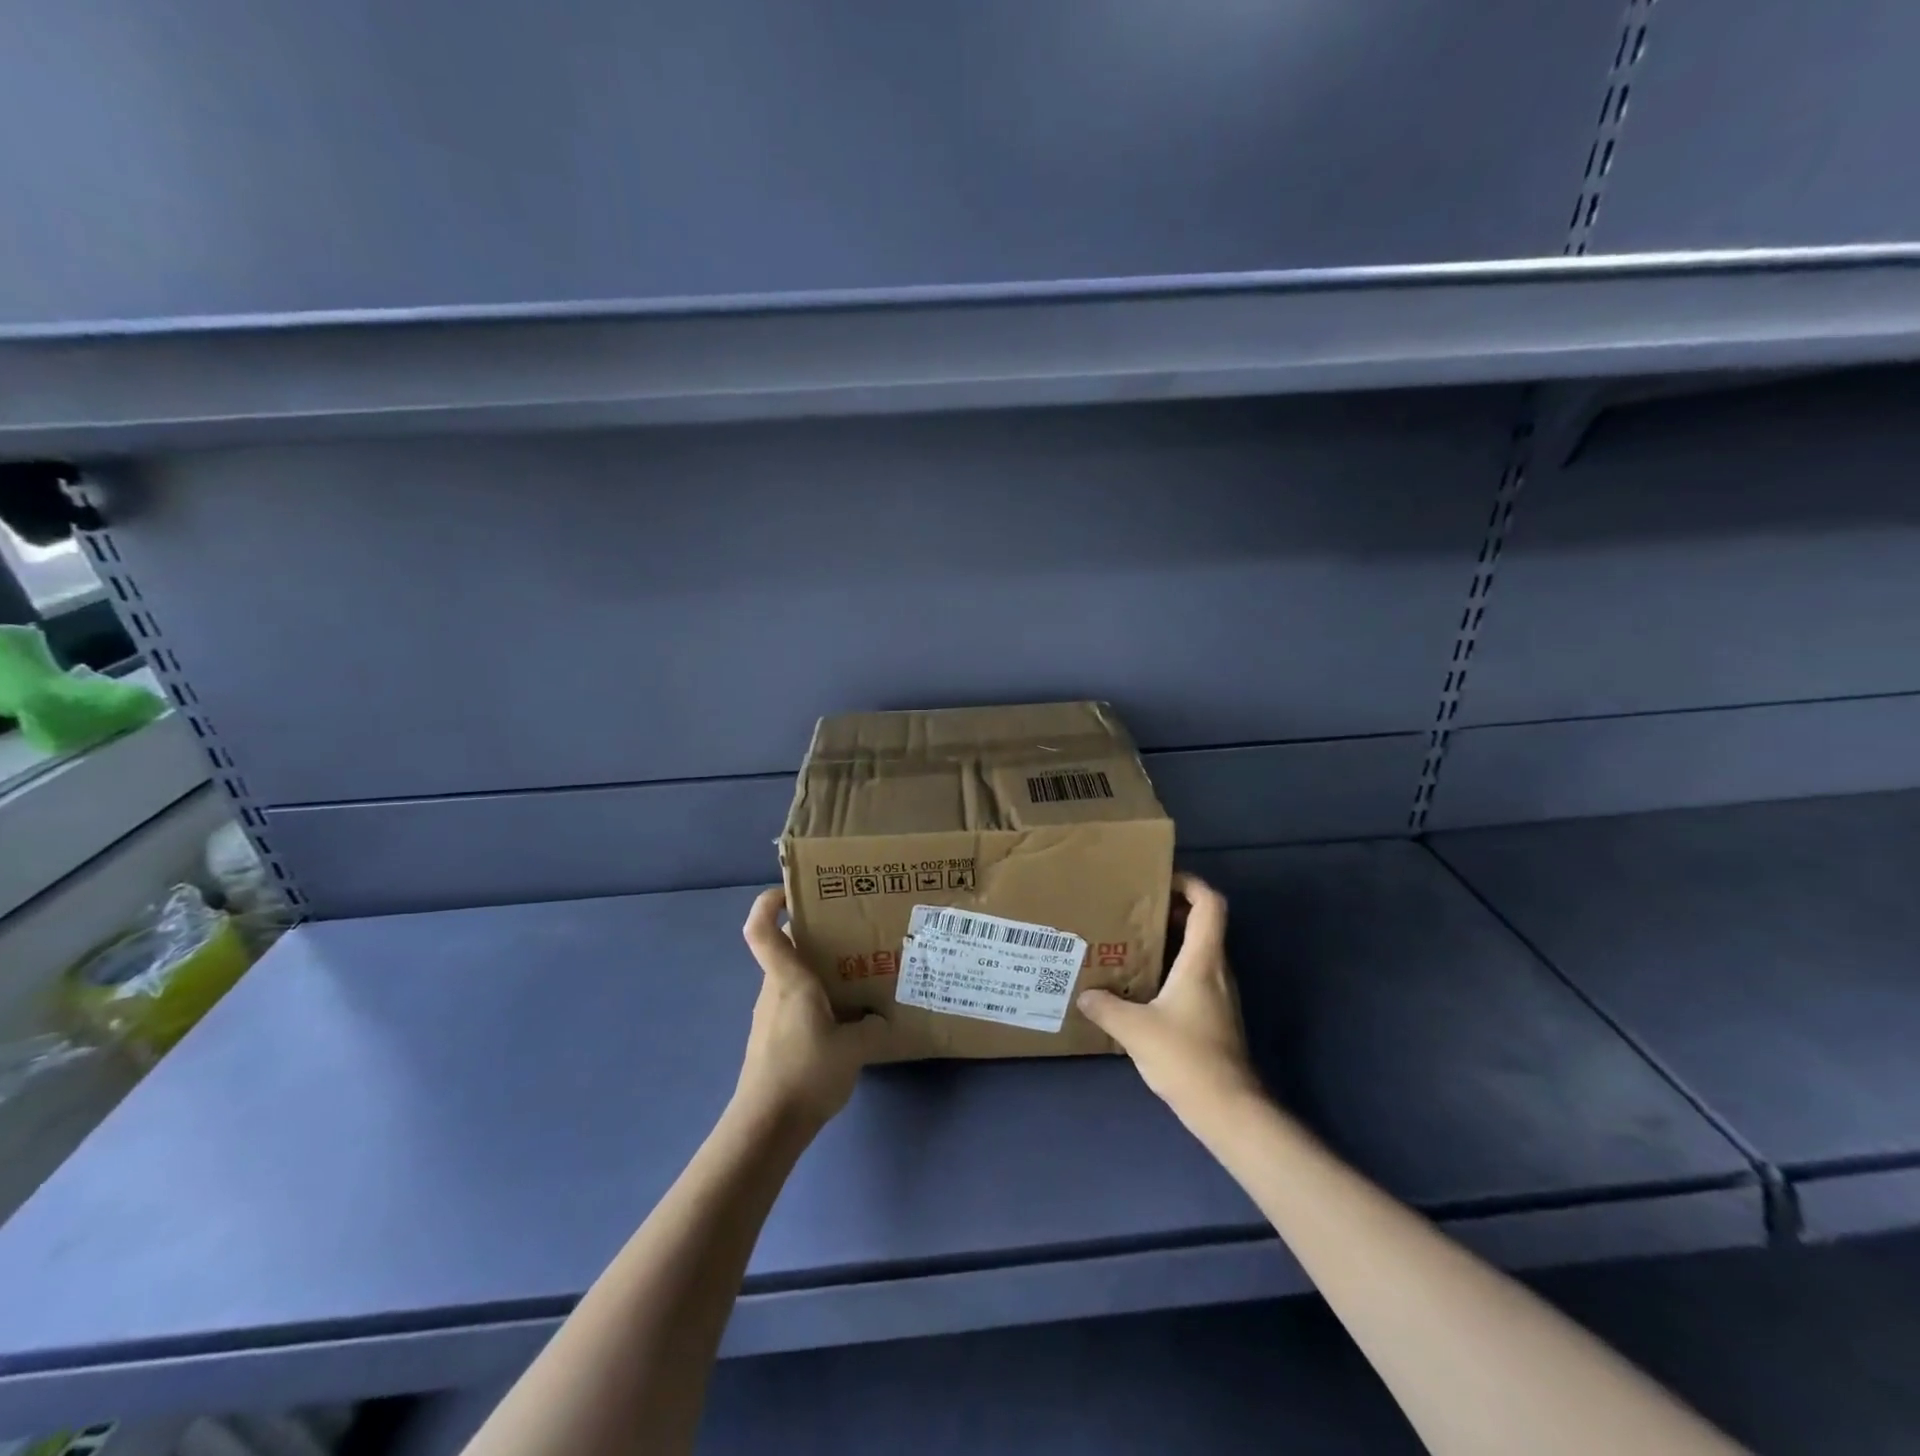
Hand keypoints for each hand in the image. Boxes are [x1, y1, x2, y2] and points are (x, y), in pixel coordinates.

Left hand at [735, 888, 889, 1129]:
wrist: (766, 1127)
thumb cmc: (805, 1074)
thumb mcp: (854, 1049)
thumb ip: (873, 1027)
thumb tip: (882, 1019)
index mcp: (789, 981)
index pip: (760, 930)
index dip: (767, 903)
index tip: (791, 892)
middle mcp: (775, 990)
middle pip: (788, 949)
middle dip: (818, 936)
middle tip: (855, 934)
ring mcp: (770, 1015)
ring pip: (794, 978)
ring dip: (821, 971)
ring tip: (860, 976)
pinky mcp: (773, 1038)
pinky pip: (796, 1003)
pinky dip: (818, 1000)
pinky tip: (846, 1019)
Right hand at [1077, 872, 1261, 1116]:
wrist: (1229, 1109)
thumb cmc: (1186, 1057)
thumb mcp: (1136, 1030)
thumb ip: (1106, 1007)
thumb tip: (1084, 994)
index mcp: (1202, 960)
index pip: (1210, 904)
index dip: (1190, 884)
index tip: (1159, 880)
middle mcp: (1216, 969)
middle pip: (1203, 923)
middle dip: (1171, 909)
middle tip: (1133, 909)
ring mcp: (1219, 994)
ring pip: (1199, 950)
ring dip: (1171, 939)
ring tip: (1132, 942)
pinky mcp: (1215, 1015)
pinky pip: (1195, 975)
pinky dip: (1173, 967)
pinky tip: (1144, 984)